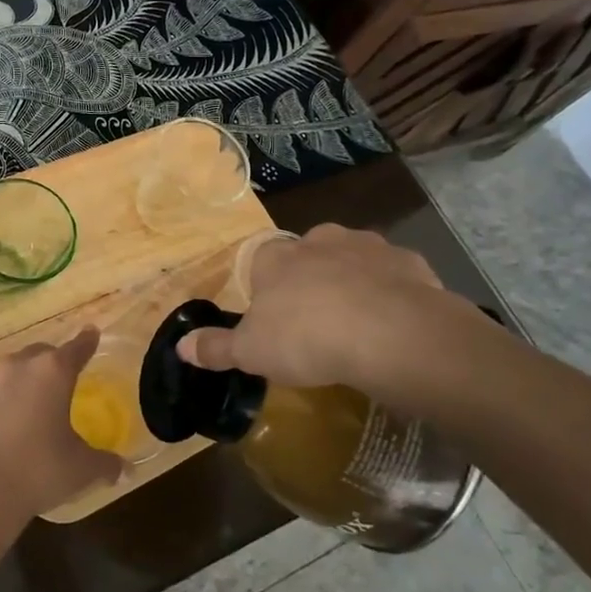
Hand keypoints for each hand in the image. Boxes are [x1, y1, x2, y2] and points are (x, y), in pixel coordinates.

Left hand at [0, 328, 121, 528]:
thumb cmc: (39, 472)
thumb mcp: (82, 469)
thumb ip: (106, 463)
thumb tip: (125, 469)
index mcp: (52, 373)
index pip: (76, 349)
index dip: (86, 342)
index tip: (91, 332)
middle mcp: (15, 366)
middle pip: (38, 354)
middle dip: (49, 365)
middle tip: (57, 387)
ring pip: (5, 373)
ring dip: (16, 385)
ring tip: (22, 411)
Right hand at [178, 224, 488, 404]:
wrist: (389, 334)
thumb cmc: (306, 338)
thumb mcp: (250, 351)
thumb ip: (216, 347)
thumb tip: (180, 346)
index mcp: (276, 256)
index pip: (262, 263)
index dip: (266, 291)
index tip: (274, 322)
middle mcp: (319, 240)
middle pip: (308, 257)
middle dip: (311, 282)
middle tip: (316, 324)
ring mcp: (368, 246)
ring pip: (353, 262)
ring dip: (352, 284)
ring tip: (357, 327)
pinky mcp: (410, 262)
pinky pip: (394, 278)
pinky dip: (392, 296)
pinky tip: (394, 327)